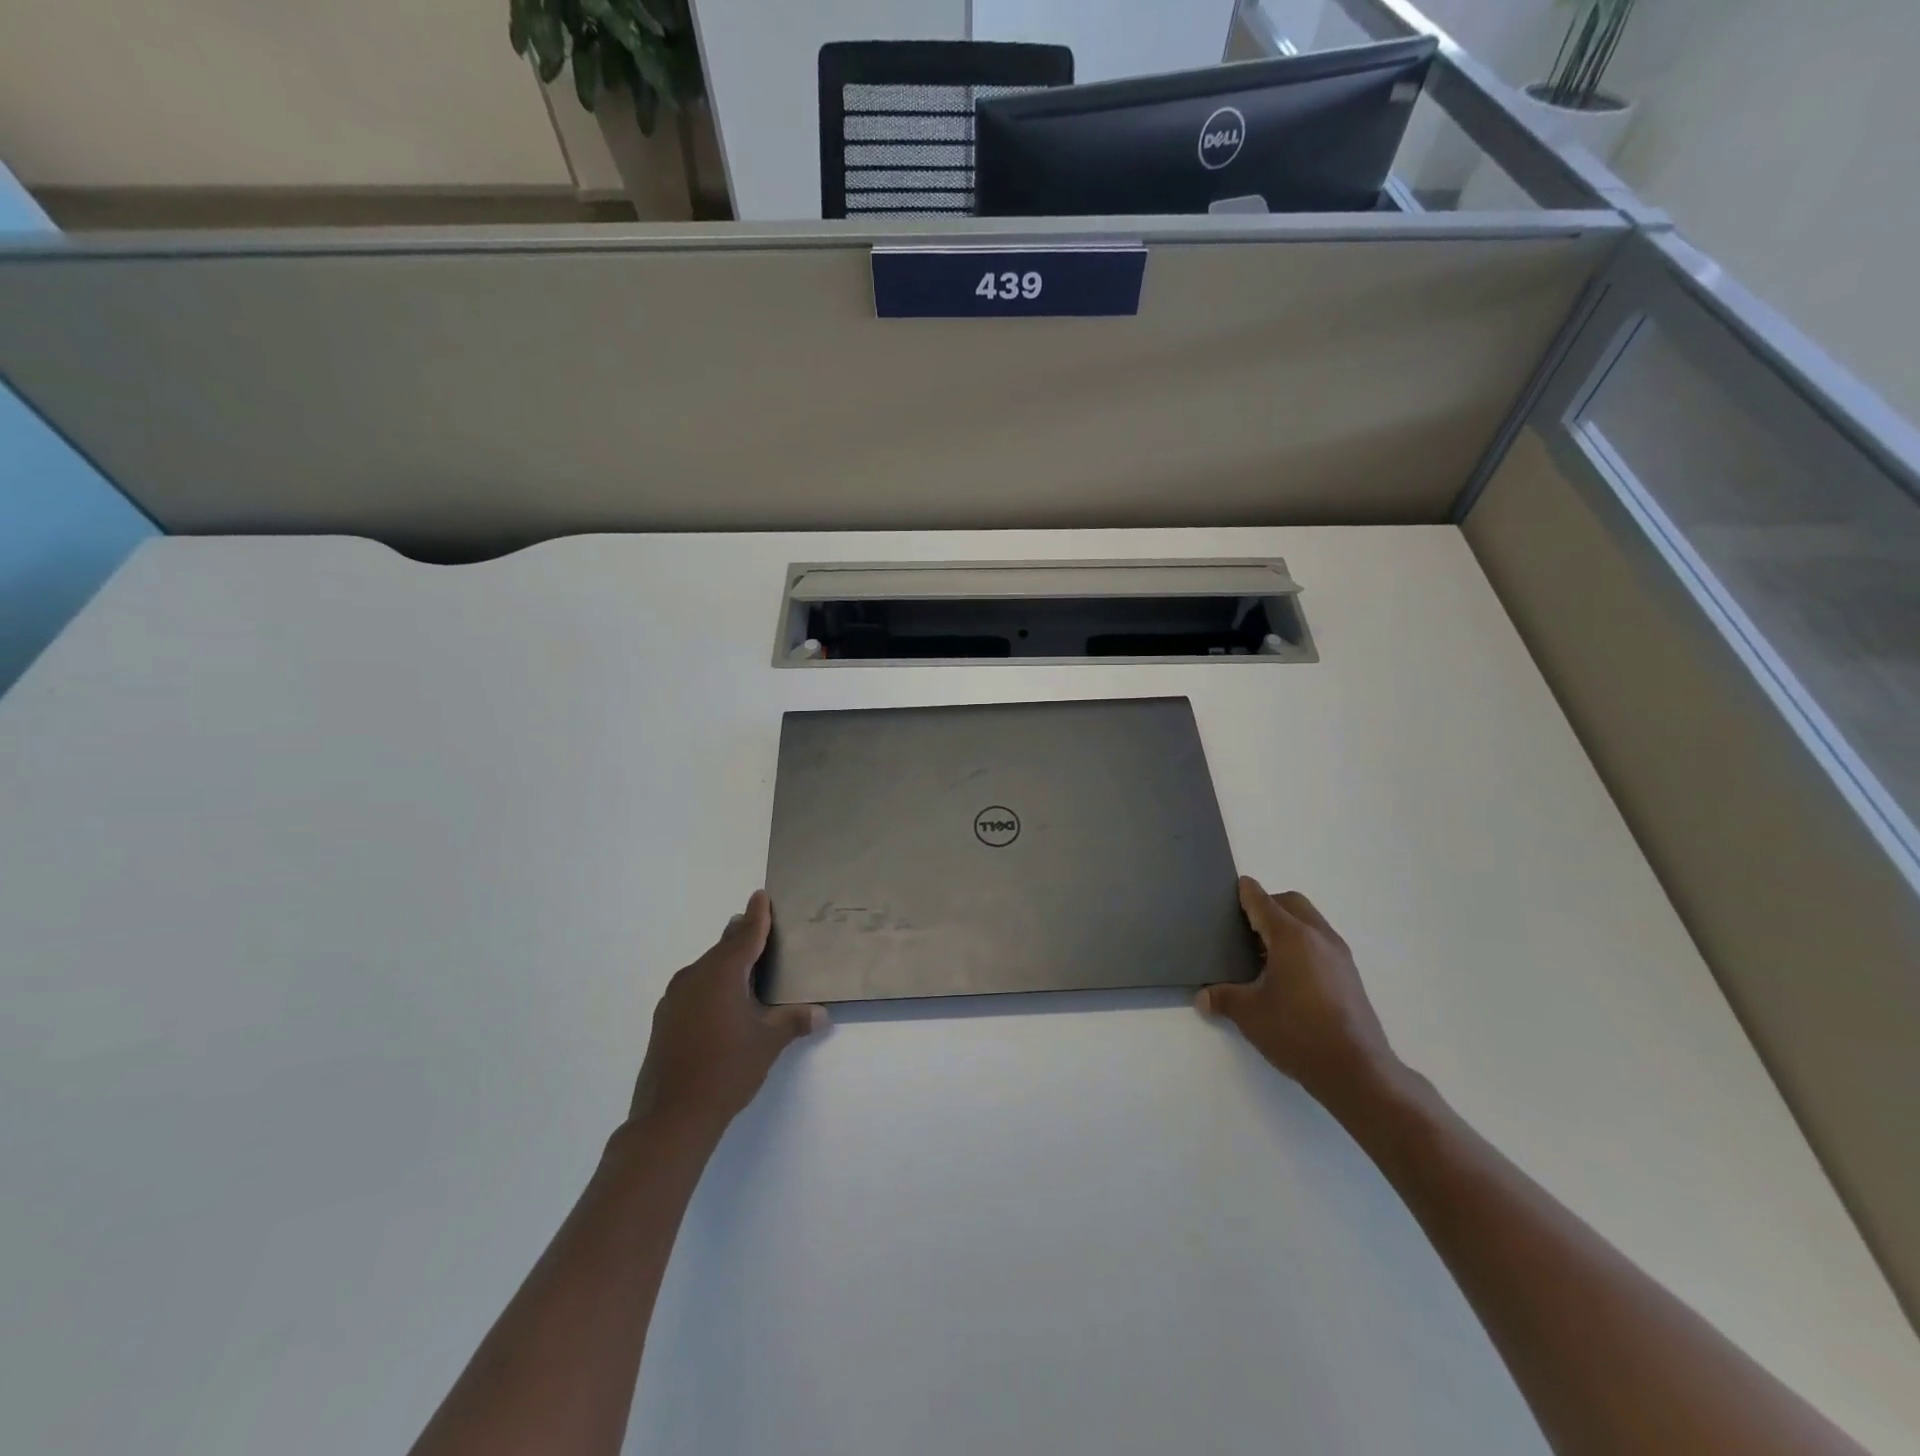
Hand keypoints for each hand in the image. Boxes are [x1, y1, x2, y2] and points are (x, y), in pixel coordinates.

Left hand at [628, 891, 827, 1137]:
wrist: (671, 1116)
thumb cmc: (726, 1070)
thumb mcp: (767, 1043)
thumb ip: (793, 1022)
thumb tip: (820, 1014)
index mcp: (723, 974)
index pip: (745, 935)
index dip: (757, 915)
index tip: (761, 895)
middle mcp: (695, 977)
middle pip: (723, 948)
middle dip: (740, 935)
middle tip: (757, 923)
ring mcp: (675, 998)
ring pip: (705, 967)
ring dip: (724, 961)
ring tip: (743, 961)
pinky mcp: (665, 1019)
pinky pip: (693, 987)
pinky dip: (710, 983)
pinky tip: (720, 1000)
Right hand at [1198, 878, 1399, 1112]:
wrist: (1357, 1071)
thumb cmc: (1297, 1032)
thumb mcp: (1249, 1014)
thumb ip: (1223, 998)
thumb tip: (1202, 997)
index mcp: (1291, 936)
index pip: (1262, 901)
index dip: (1245, 893)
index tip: (1232, 889)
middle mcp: (1318, 937)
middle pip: (1291, 903)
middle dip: (1268, 905)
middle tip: (1245, 926)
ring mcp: (1339, 956)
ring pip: (1310, 922)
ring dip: (1287, 926)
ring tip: (1264, 953)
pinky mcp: (1350, 976)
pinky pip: (1321, 943)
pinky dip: (1302, 945)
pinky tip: (1288, 975)